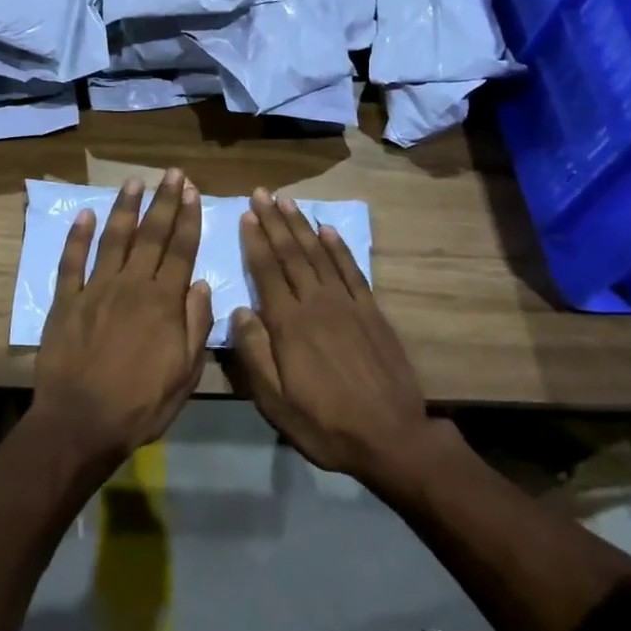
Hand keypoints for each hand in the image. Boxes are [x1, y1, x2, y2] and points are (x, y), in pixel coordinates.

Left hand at [34, 167, 211, 469]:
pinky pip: (71, 262)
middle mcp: (131, 285)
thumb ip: (195, 325)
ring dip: (125, 208)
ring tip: (134, 181)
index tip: (191, 191)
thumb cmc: (140, 405)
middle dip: (163, 202)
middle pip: (151, 235)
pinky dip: (77, 236)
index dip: (187, 219)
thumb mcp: (185, 374)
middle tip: (171, 174)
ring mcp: (95, 289)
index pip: (180, 250)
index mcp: (162, 302)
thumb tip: (199, 284)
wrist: (80, 423)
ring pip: (114, 239)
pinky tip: (84, 214)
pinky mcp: (66, 300)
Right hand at [231, 189, 444, 496]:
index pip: (267, 270)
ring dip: (301, 225)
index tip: (246, 214)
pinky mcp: (371, 311)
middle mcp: (316, 303)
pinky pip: (351, 269)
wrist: (392, 437)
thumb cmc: (325, 423)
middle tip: (262, 192)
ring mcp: (347, 304)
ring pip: (319, 254)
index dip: (255, 240)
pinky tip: (328, 229)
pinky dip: (338, 246)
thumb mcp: (276, 402)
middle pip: (291, 253)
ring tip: (287, 200)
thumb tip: (239, 310)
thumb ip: (254, 354)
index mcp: (289, 324)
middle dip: (274, 220)